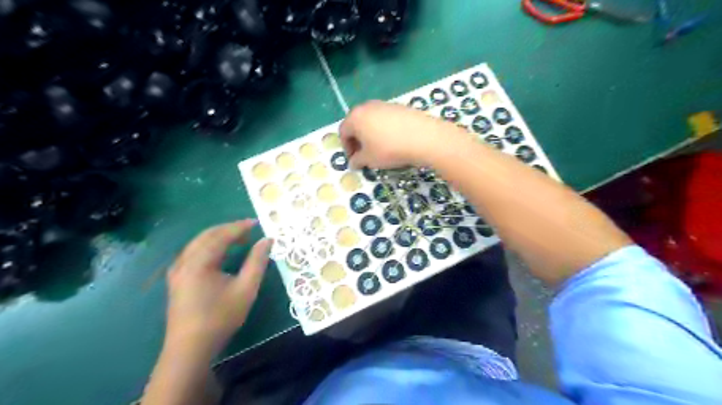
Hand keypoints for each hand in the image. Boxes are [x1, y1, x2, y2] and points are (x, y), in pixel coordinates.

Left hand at [163, 220, 273, 355]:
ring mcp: (177, 271)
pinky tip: (220, 254)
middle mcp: (184, 261)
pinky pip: (193, 253)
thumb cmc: (221, 317)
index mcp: (199, 262)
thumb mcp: (246, 289)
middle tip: (249, 230)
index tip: (257, 222)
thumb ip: (257, 262)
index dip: (239, 227)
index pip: (221, 235)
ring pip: (198, 243)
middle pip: (207, 235)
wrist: (190, 349)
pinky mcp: (177, 279)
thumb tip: (267, 240)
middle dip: (229, 229)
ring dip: (219, 237)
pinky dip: (209, 247)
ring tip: (239, 240)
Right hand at [338, 101, 449, 168]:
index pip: (343, 132)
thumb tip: (353, 162)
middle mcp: (367, 106)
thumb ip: (357, 161)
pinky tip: (393, 141)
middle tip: (364, 154)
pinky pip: (385, 119)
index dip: (347, 148)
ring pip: (371, 120)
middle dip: (358, 140)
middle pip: (356, 124)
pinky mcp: (399, 106)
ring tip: (379, 149)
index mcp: (355, 117)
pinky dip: (384, 129)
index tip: (354, 160)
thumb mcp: (369, 159)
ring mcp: (384, 104)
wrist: (423, 137)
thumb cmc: (389, 149)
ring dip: (370, 134)